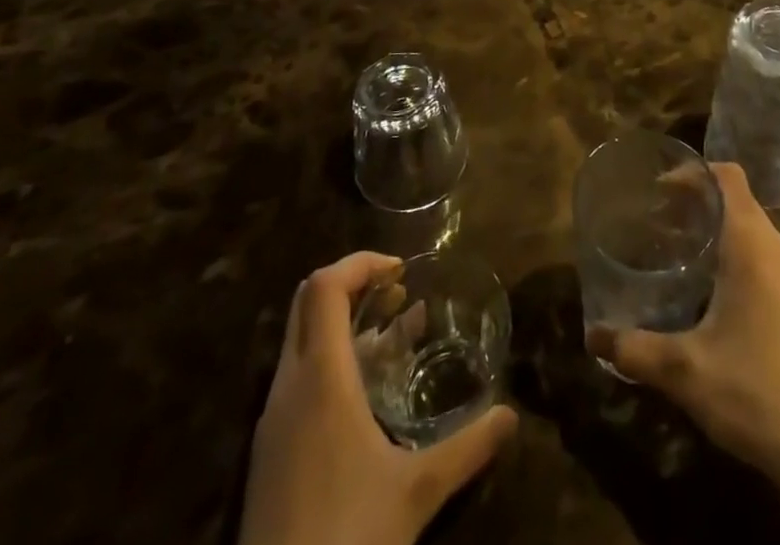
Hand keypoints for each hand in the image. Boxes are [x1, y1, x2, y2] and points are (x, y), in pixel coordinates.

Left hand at [240, 253, 517, 544]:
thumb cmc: (347, 538)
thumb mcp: (416, 492)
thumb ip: (467, 448)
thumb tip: (512, 416)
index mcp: (320, 378)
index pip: (325, 286)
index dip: (360, 262)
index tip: (400, 271)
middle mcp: (289, 385)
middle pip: (307, 301)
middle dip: (353, 284)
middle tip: (396, 295)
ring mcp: (272, 419)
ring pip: (301, 339)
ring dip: (343, 323)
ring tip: (392, 335)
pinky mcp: (268, 450)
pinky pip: (297, 376)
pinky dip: (330, 359)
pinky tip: (366, 394)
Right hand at [586, 163, 779, 488]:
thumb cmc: (754, 391)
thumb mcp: (684, 371)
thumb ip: (635, 349)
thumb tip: (592, 336)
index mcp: (750, 244)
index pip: (727, 176)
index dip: (692, 172)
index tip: (657, 188)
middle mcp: (775, 247)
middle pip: (734, 197)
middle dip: (695, 200)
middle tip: (655, 218)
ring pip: (748, 226)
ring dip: (713, 226)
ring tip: (673, 246)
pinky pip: (759, 253)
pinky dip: (730, 250)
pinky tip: (705, 286)